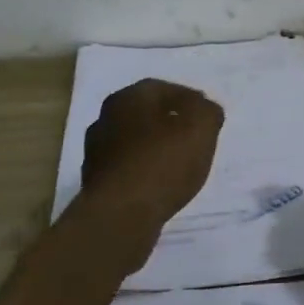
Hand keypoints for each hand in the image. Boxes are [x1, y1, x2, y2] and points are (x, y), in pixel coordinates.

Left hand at [78, 79, 223, 233]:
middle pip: (146, 115)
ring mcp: (96, 152)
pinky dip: (145, 171)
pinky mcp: (96, 183)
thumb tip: (204, 109)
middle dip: (170, 123)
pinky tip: (161, 185)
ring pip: (135, 142)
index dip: (189, 100)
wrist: (120, 216)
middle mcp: (106, 118)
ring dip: (156, 148)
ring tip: (181, 164)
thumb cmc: (163, 162)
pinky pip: (128, 169)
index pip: (164, 88)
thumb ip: (207, 111)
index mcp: (129, 97)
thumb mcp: (201, 127)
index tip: (207, 115)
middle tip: (195, 138)